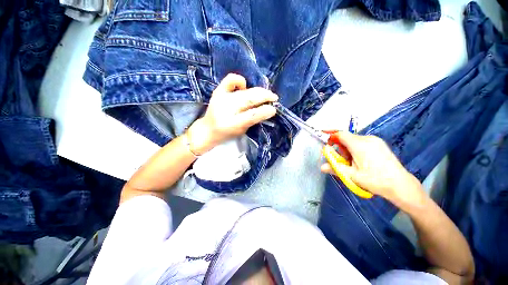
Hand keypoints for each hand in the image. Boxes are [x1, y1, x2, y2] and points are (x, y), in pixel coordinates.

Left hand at [188, 74, 277, 153]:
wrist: (207, 129)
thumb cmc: (226, 133)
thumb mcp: (242, 131)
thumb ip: (253, 120)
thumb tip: (267, 110)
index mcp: (232, 124)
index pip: (252, 115)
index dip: (265, 111)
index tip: (274, 109)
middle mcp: (226, 109)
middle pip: (249, 99)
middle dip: (265, 96)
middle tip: (274, 98)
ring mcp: (221, 98)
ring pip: (245, 91)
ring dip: (258, 90)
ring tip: (265, 93)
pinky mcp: (218, 91)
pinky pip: (231, 80)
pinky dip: (240, 81)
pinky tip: (244, 86)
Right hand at [321, 132, 424, 207]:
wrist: (400, 185)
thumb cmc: (375, 180)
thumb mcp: (352, 176)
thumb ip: (335, 168)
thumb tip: (321, 167)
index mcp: (360, 145)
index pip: (340, 134)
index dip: (331, 136)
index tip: (327, 144)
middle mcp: (367, 139)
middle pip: (347, 138)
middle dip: (340, 147)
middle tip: (343, 160)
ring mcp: (375, 140)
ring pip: (354, 140)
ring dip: (348, 148)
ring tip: (353, 162)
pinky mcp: (379, 144)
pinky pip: (362, 142)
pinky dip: (356, 148)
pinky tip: (362, 160)